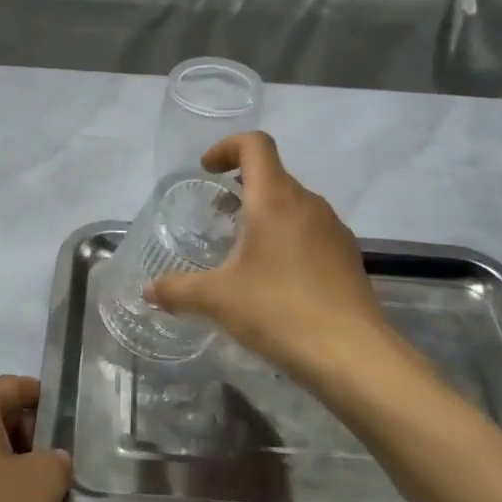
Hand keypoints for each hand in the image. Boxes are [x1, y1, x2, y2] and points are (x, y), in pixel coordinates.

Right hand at [148, 132, 426, 392]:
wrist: (353, 355)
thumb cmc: (279, 311)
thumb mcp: (217, 300)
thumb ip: (177, 290)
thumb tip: (148, 290)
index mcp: (274, 199)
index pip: (255, 145)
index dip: (227, 147)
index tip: (207, 171)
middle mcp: (308, 203)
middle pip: (273, 175)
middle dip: (241, 187)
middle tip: (216, 216)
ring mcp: (333, 229)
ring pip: (293, 204)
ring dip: (265, 214)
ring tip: (242, 251)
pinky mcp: (347, 256)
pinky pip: (311, 231)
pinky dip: (287, 238)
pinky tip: (275, 279)